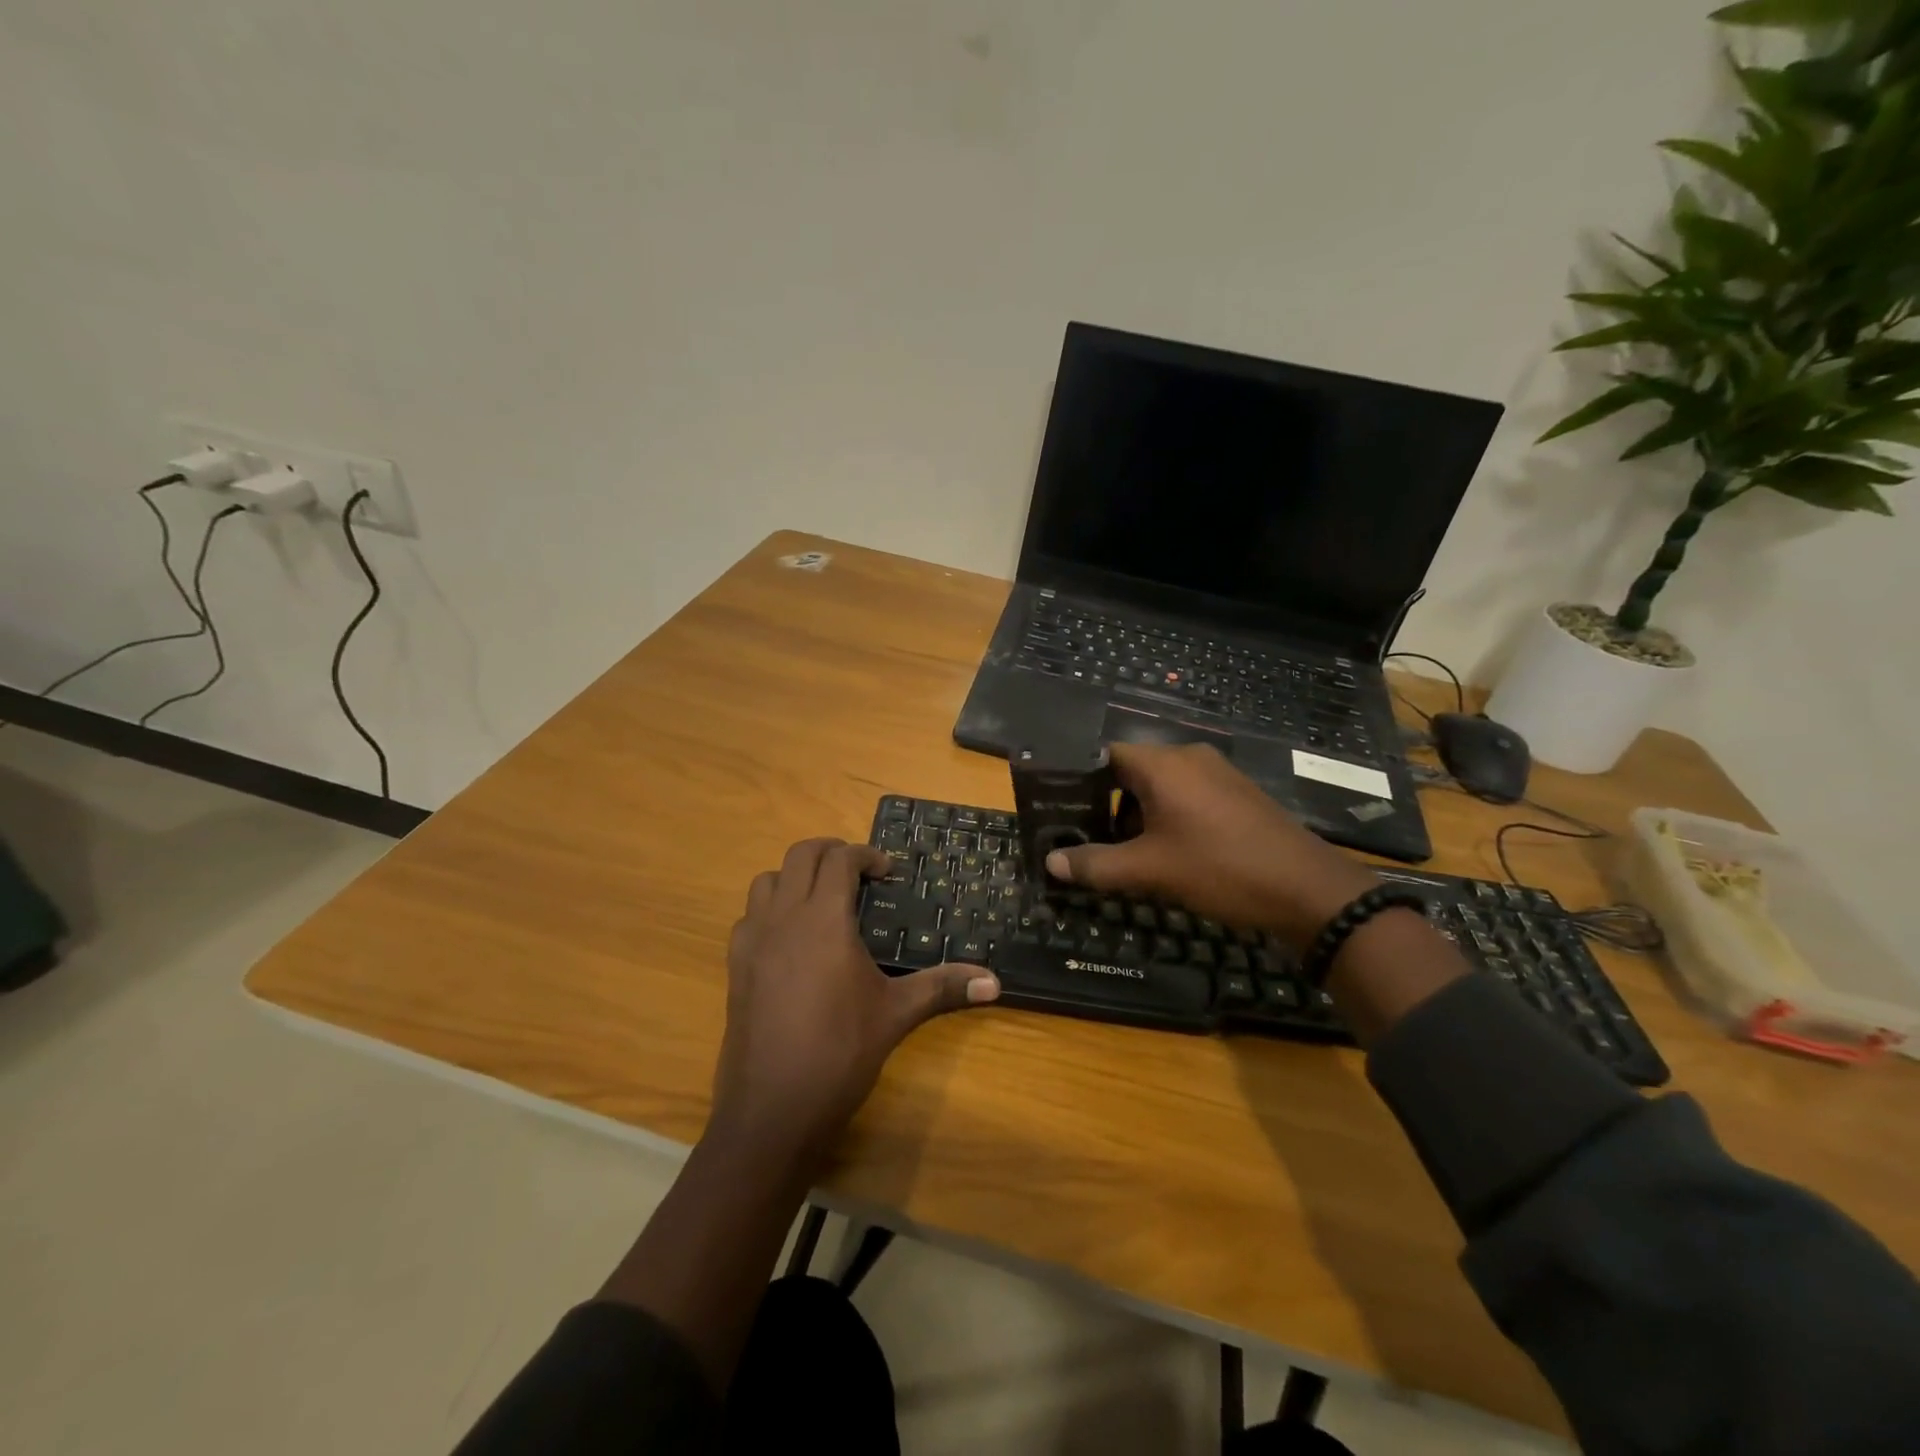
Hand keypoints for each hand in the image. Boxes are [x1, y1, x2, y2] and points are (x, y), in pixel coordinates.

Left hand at [709, 838, 999, 1165]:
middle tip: (858, 872)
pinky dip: (770, 910)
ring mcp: (753, 942)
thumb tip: (995, 982)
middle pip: (800, 856)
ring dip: (795, 877)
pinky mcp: (735, 968)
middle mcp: (783, 918)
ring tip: (823, 899)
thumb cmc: (840, 1053)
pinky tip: (791, 940)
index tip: (888, 872)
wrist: (772, 1110)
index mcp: (824, 920)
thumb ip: (944, 987)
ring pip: (767, 881)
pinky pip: (749, 917)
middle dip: (830, 852)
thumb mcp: (897, 1015)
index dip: (866, 855)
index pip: (839, 859)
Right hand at [1045, 743, 1379, 947]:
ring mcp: (1219, 774)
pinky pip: (1189, 797)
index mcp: (1163, 764)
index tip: (1063, 812)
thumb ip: (1096, 865)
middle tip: (1091, 841)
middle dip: (1109, 807)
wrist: (1307, 890)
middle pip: (1133, 773)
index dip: (1081, 783)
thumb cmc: (1219, 869)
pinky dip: (1170, 818)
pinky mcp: (1238, 794)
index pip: (1106, 756)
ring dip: (1140, 817)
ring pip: (1162, 787)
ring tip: (1128, 855)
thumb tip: (1050, 863)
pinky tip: (1170, 854)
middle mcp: (1190, 757)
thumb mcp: (1149, 871)